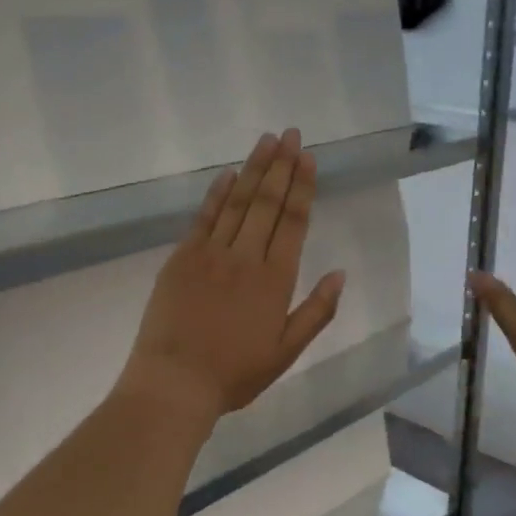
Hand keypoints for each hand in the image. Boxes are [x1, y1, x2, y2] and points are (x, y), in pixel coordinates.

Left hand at [120, 129, 345, 421]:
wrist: (174, 382)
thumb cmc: (234, 374)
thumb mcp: (286, 352)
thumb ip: (316, 312)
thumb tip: (340, 273)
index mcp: (274, 281)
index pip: (292, 222)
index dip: (301, 187)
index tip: (307, 157)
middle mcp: (245, 258)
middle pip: (266, 203)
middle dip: (280, 166)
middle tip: (290, 134)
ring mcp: (210, 254)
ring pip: (237, 202)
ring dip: (252, 169)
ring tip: (266, 140)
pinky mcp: (181, 258)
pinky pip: (204, 218)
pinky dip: (217, 193)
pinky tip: (228, 174)